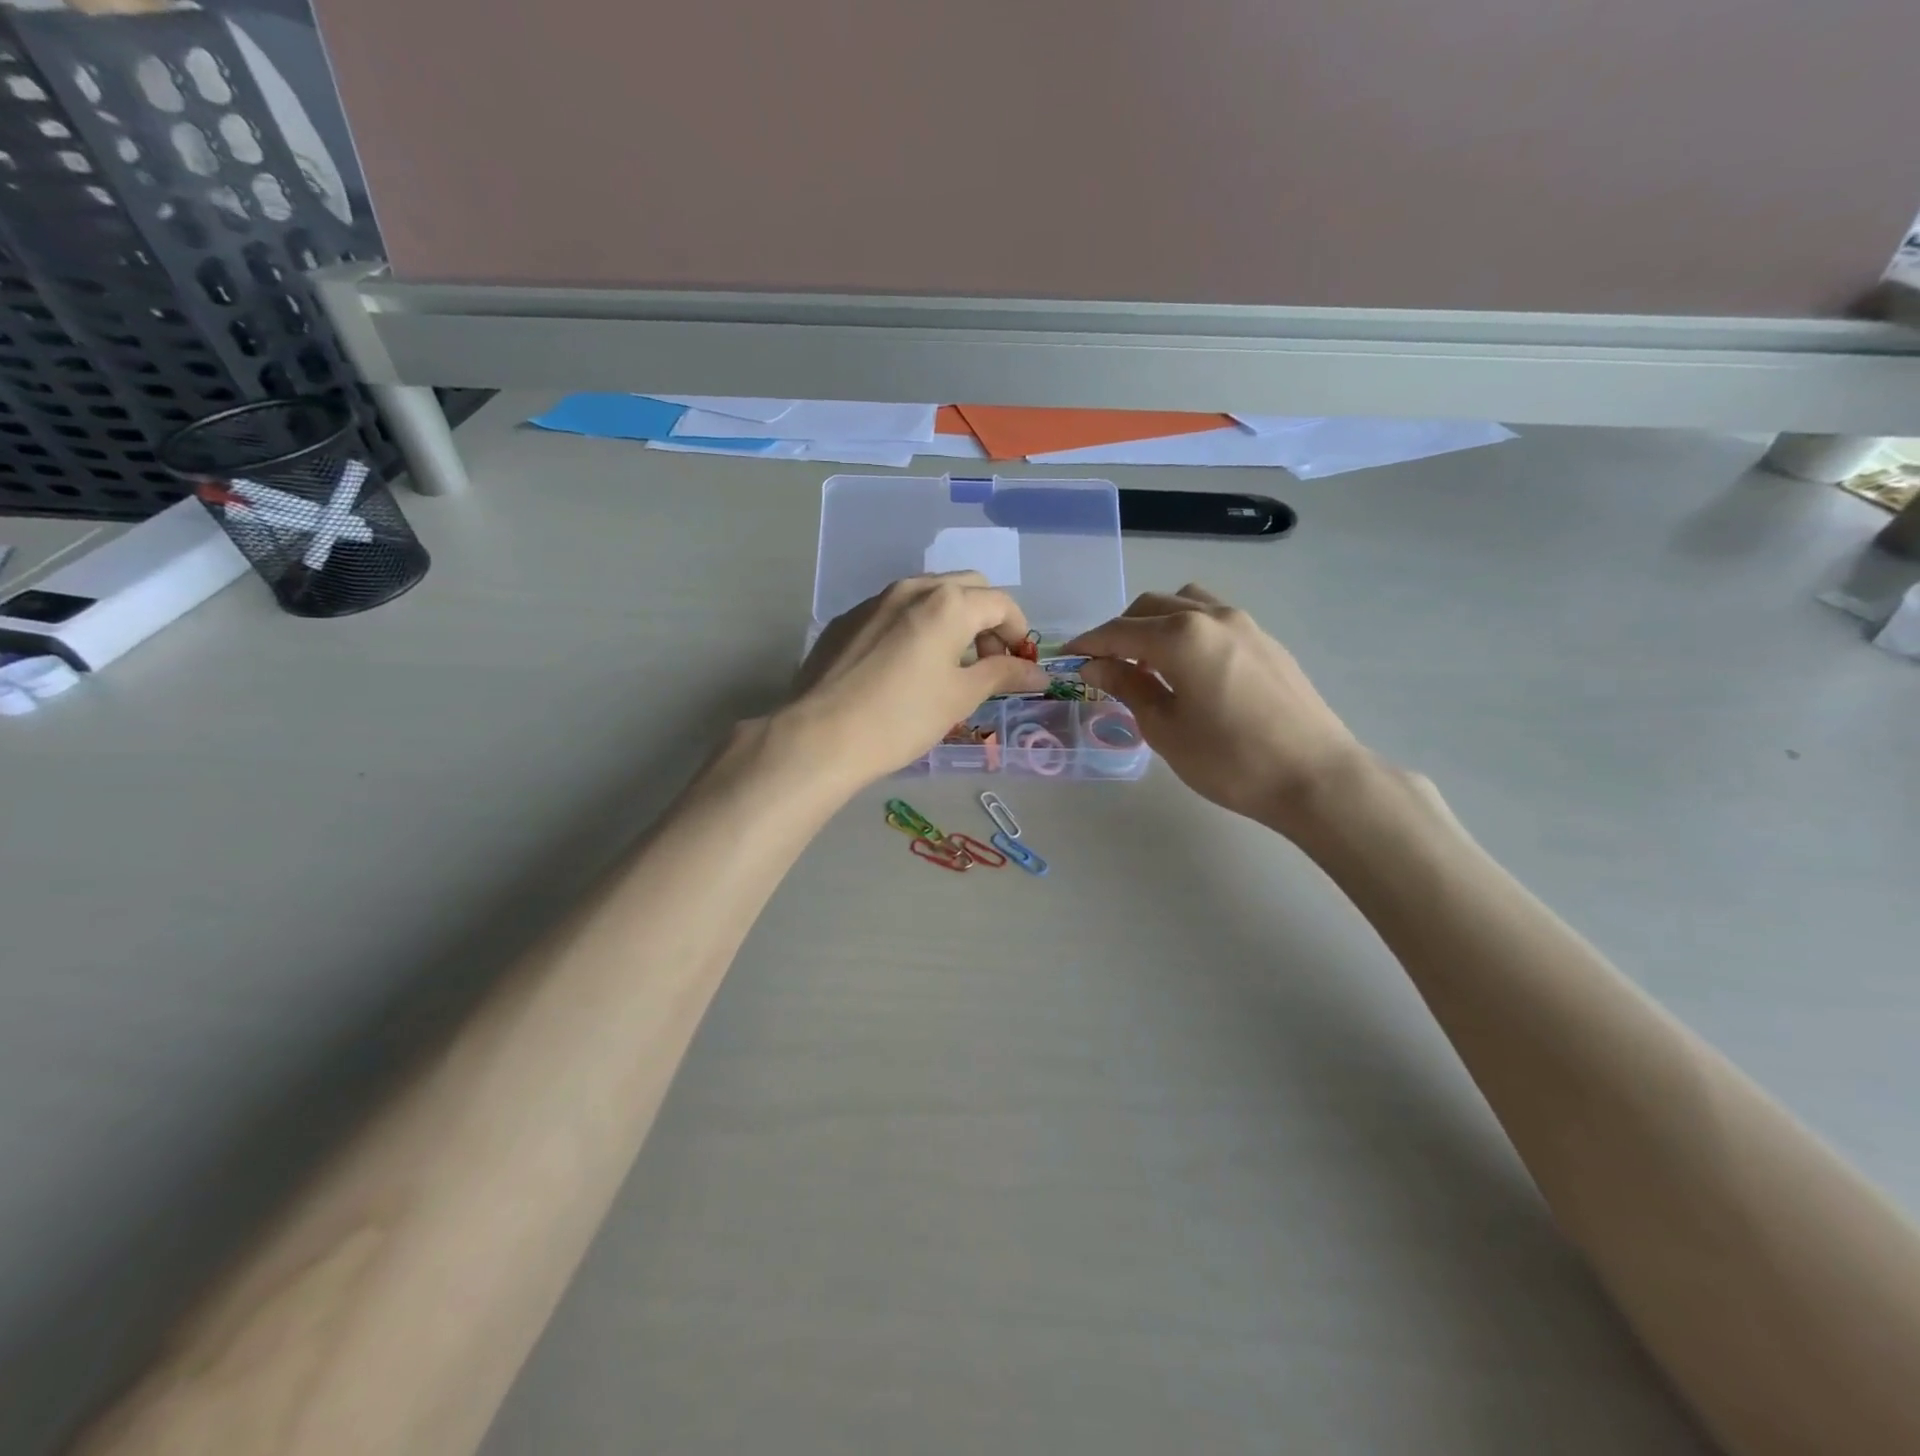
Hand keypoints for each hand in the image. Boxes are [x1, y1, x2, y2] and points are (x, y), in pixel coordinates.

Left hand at [787, 573, 1048, 785]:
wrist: (820, 735)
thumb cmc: (902, 718)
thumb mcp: (960, 697)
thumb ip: (1002, 675)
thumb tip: (1037, 672)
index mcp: (948, 603)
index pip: (1001, 603)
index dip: (1018, 632)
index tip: (1019, 665)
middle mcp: (912, 589)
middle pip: (966, 588)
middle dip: (986, 618)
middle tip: (987, 662)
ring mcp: (874, 600)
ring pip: (927, 595)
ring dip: (951, 619)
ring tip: (948, 664)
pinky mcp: (847, 619)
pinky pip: (894, 611)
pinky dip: (915, 626)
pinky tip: (904, 666)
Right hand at [1067, 585, 1368, 834]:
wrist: (1315, 777)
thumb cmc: (1229, 760)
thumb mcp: (1165, 728)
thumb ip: (1127, 686)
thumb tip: (1094, 665)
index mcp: (1181, 636)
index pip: (1119, 631)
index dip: (1089, 643)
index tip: (1067, 656)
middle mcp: (1211, 616)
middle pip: (1150, 607)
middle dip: (1120, 630)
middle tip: (1105, 665)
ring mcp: (1244, 624)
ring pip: (1185, 603)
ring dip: (1156, 623)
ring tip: (1148, 661)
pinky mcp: (1265, 640)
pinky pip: (1213, 618)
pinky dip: (1187, 629)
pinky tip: (1187, 667)